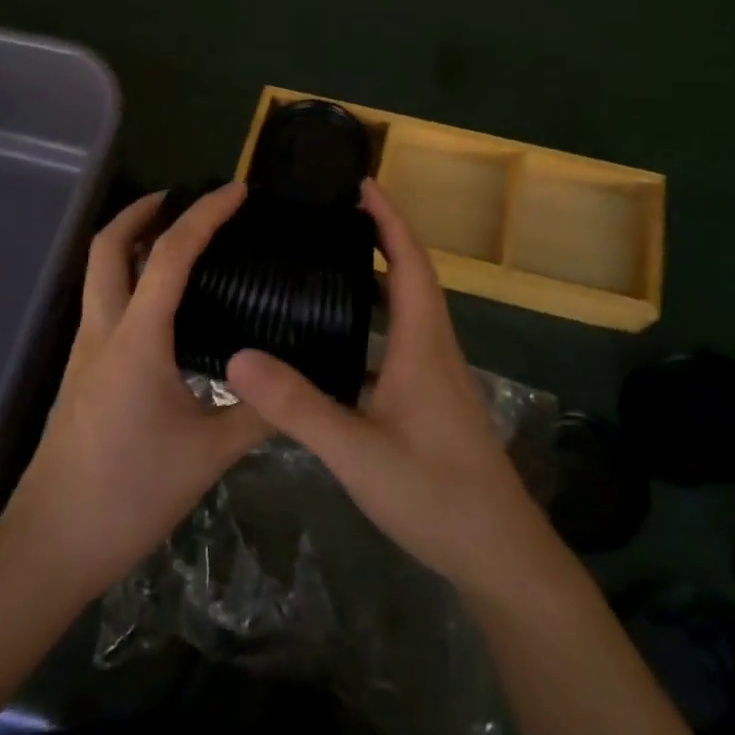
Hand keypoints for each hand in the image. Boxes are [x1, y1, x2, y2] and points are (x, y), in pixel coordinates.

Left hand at [0, 183, 269, 601]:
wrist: (51, 544)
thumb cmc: (130, 494)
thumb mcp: (209, 455)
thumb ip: (260, 414)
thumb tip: (304, 386)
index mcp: (138, 340)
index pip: (171, 256)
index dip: (205, 215)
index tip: (237, 191)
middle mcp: (104, 331)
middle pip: (107, 246)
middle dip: (142, 210)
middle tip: (184, 198)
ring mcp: (85, 352)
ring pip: (98, 273)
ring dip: (131, 241)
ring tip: (177, 240)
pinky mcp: (81, 373)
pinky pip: (103, 303)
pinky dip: (128, 278)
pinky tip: (161, 305)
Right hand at [225, 179, 564, 602]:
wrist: (497, 552)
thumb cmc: (434, 493)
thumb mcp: (356, 452)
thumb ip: (298, 406)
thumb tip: (237, 357)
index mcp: (423, 343)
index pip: (410, 261)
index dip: (388, 218)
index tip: (362, 183)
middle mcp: (434, 347)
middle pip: (411, 275)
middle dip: (379, 237)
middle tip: (331, 217)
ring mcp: (436, 374)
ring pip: (408, 309)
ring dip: (379, 277)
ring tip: (329, 263)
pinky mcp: (431, 400)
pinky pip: (402, 338)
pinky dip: (375, 319)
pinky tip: (340, 339)